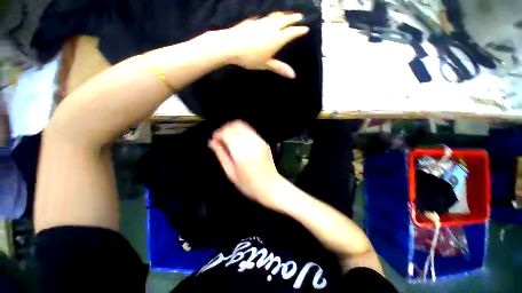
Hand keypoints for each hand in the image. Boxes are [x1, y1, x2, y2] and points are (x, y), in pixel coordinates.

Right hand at [208, 120, 281, 207]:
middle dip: (225, 129)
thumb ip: (221, 154)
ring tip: (228, 140)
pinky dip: (241, 132)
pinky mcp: (264, 142)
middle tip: (220, 138)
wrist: (271, 187)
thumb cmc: (250, 185)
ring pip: (243, 126)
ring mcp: (260, 141)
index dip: (218, 133)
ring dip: (233, 129)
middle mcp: (252, 143)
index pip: (227, 133)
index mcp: (242, 152)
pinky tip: (238, 141)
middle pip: (236, 125)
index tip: (214, 139)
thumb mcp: (231, 172)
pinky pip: (250, 131)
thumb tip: (212, 142)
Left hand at [221, 12, 309, 78]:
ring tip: (287, 15)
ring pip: (276, 16)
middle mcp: (272, 27)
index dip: (300, 30)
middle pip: (286, 20)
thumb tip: (293, 75)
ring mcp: (262, 22)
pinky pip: (266, 17)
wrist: (232, 45)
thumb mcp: (266, 64)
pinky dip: (272, 17)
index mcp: (277, 38)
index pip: (292, 32)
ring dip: (284, 15)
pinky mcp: (253, 21)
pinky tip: (269, 19)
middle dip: (294, 18)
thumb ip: (280, 68)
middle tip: (300, 16)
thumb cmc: (251, 57)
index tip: (306, 28)